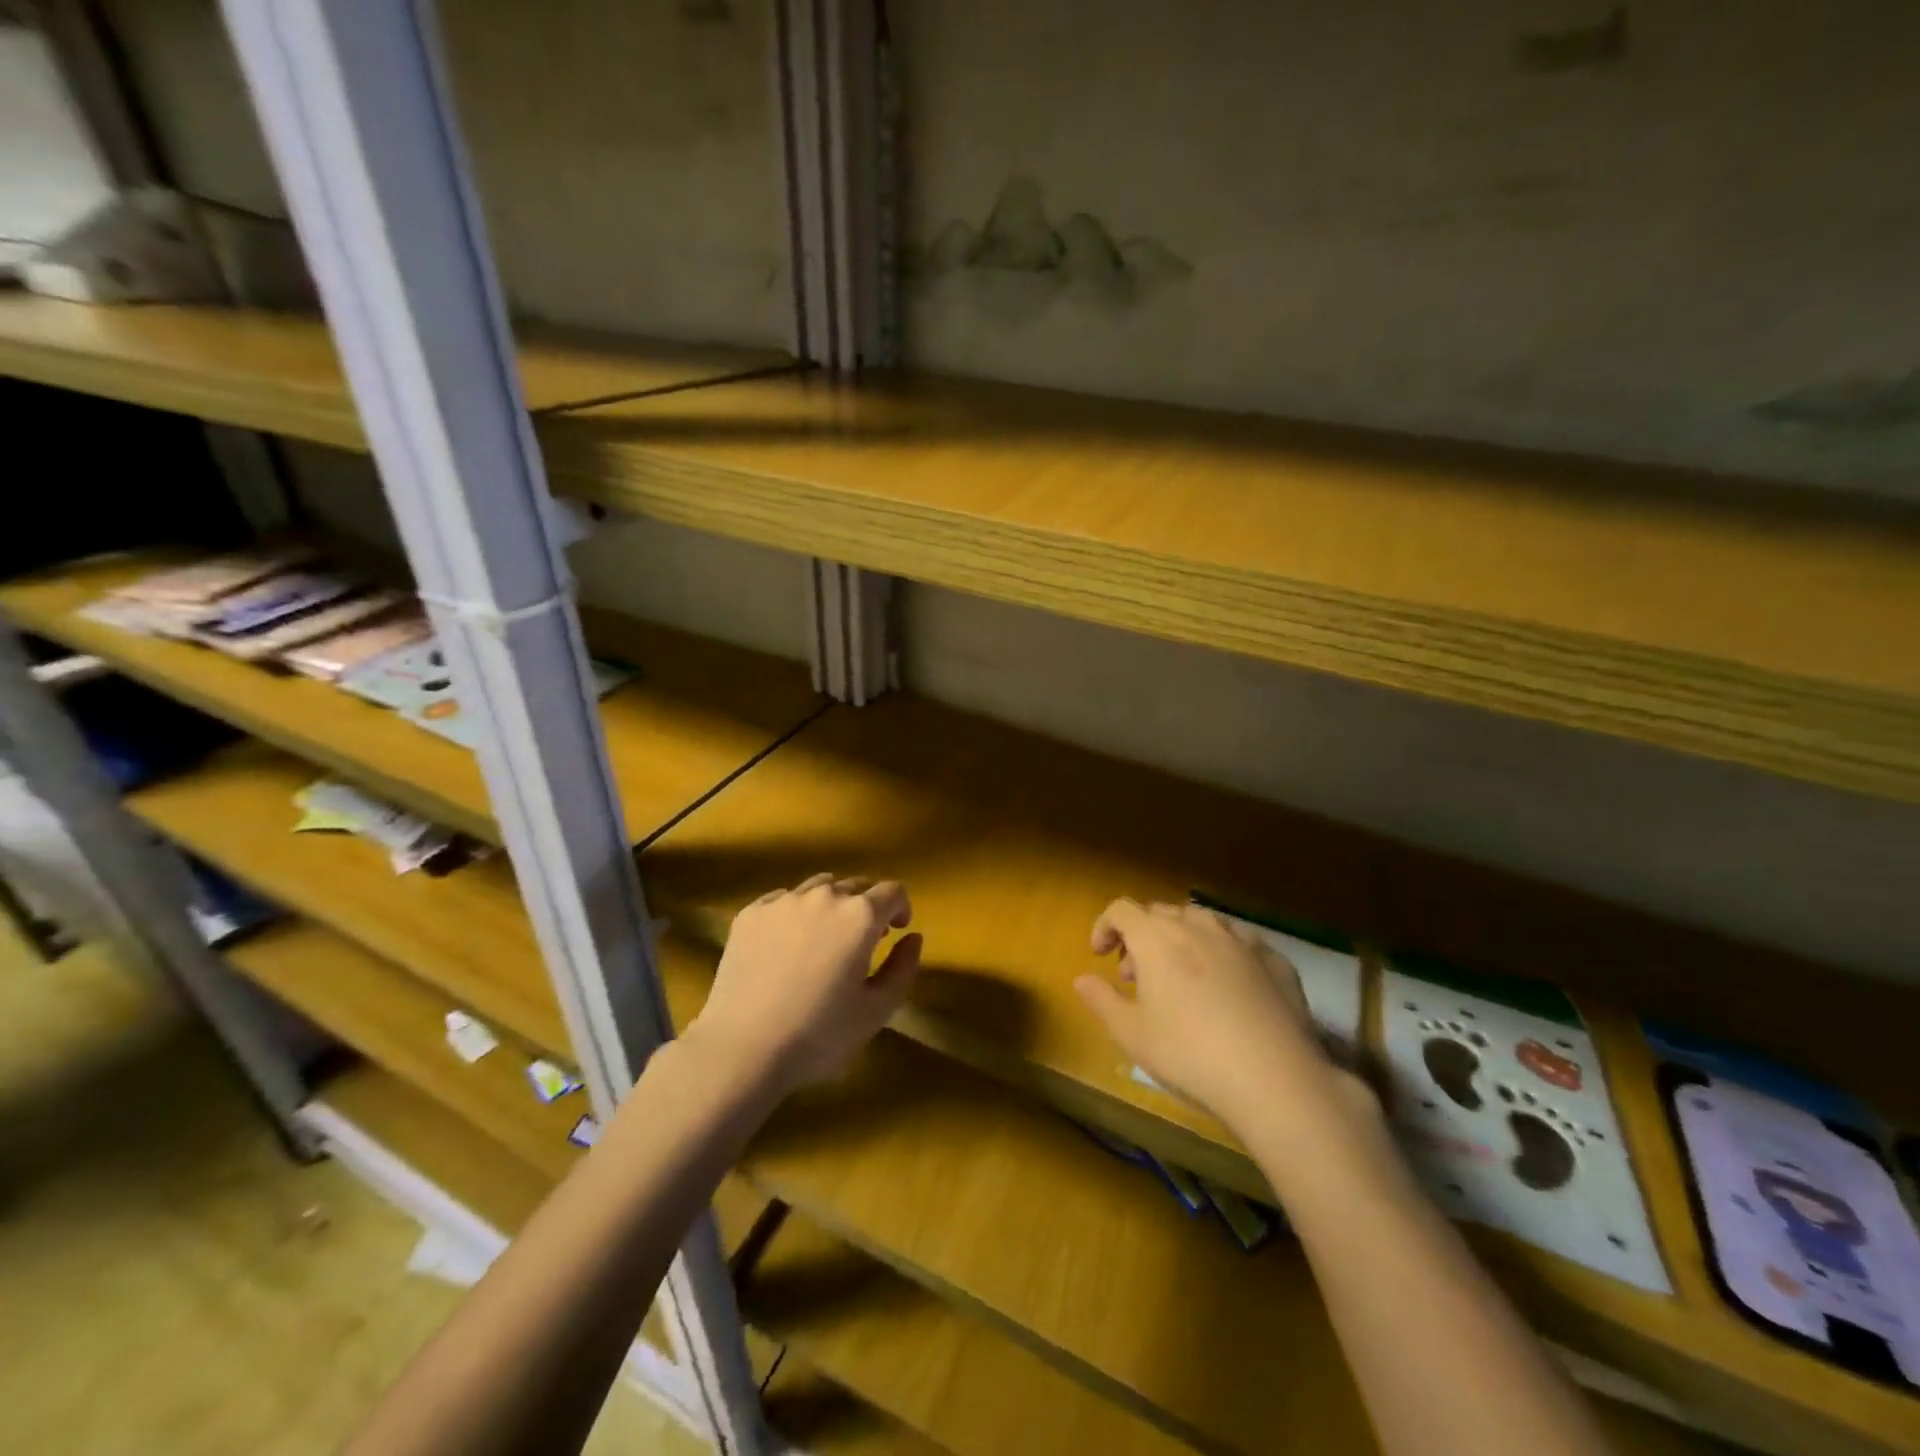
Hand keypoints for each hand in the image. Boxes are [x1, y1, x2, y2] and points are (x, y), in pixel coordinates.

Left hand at [688, 873, 921, 1095]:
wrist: (742, 1049)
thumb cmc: (819, 1035)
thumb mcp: (877, 1010)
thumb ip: (903, 968)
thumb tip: (913, 937)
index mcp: (860, 916)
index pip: (892, 892)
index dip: (900, 908)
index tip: (896, 931)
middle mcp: (824, 896)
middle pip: (855, 886)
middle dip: (866, 907)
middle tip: (861, 941)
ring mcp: (783, 901)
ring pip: (818, 888)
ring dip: (831, 905)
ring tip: (823, 938)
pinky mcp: (750, 913)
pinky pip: (782, 900)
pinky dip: (794, 913)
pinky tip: (787, 944)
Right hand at [1075, 899, 1370, 1139]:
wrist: (1275, 1079)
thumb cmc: (1189, 1054)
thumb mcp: (1131, 1035)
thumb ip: (1101, 1000)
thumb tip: (1081, 979)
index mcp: (1157, 938)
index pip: (1122, 910)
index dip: (1105, 926)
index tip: (1100, 955)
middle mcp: (1198, 927)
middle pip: (1161, 913)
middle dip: (1142, 936)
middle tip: (1137, 976)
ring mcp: (1242, 941)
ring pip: (1203, 922)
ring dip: (1183, 939)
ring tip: (1183, 977)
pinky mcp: (1277, 961)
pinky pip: (1241, 944)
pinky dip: (1224, 955)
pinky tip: (1230, 989)